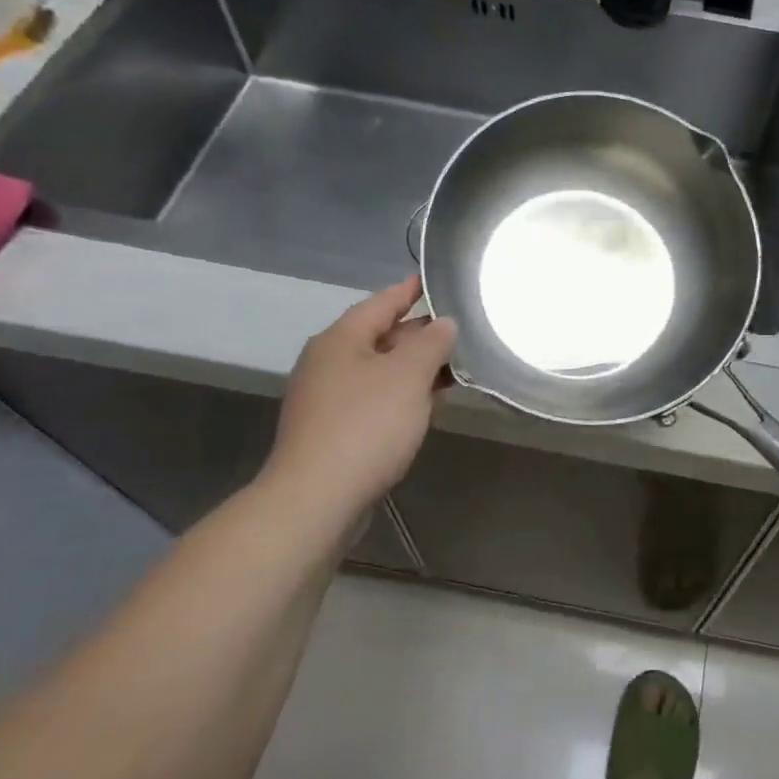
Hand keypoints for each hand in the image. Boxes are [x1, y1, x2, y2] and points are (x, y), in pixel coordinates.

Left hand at [258, 276, 456, 526]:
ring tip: (454, 368)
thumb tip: (443, 323)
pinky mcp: (332, 431)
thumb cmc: (365, 425)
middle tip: (461, 330)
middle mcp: (328, 362)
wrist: (316, 499)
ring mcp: (327, 398)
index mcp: (341, 339)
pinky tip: (426, 407)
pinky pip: (374, 400)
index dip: (411, 290)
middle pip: (381, 336)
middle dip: (420, 334)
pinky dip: (402, 396)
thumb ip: (431, 343)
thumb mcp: (408, 375)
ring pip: (380, 371)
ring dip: (414, 369)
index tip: (436, 280)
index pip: (382, 302)